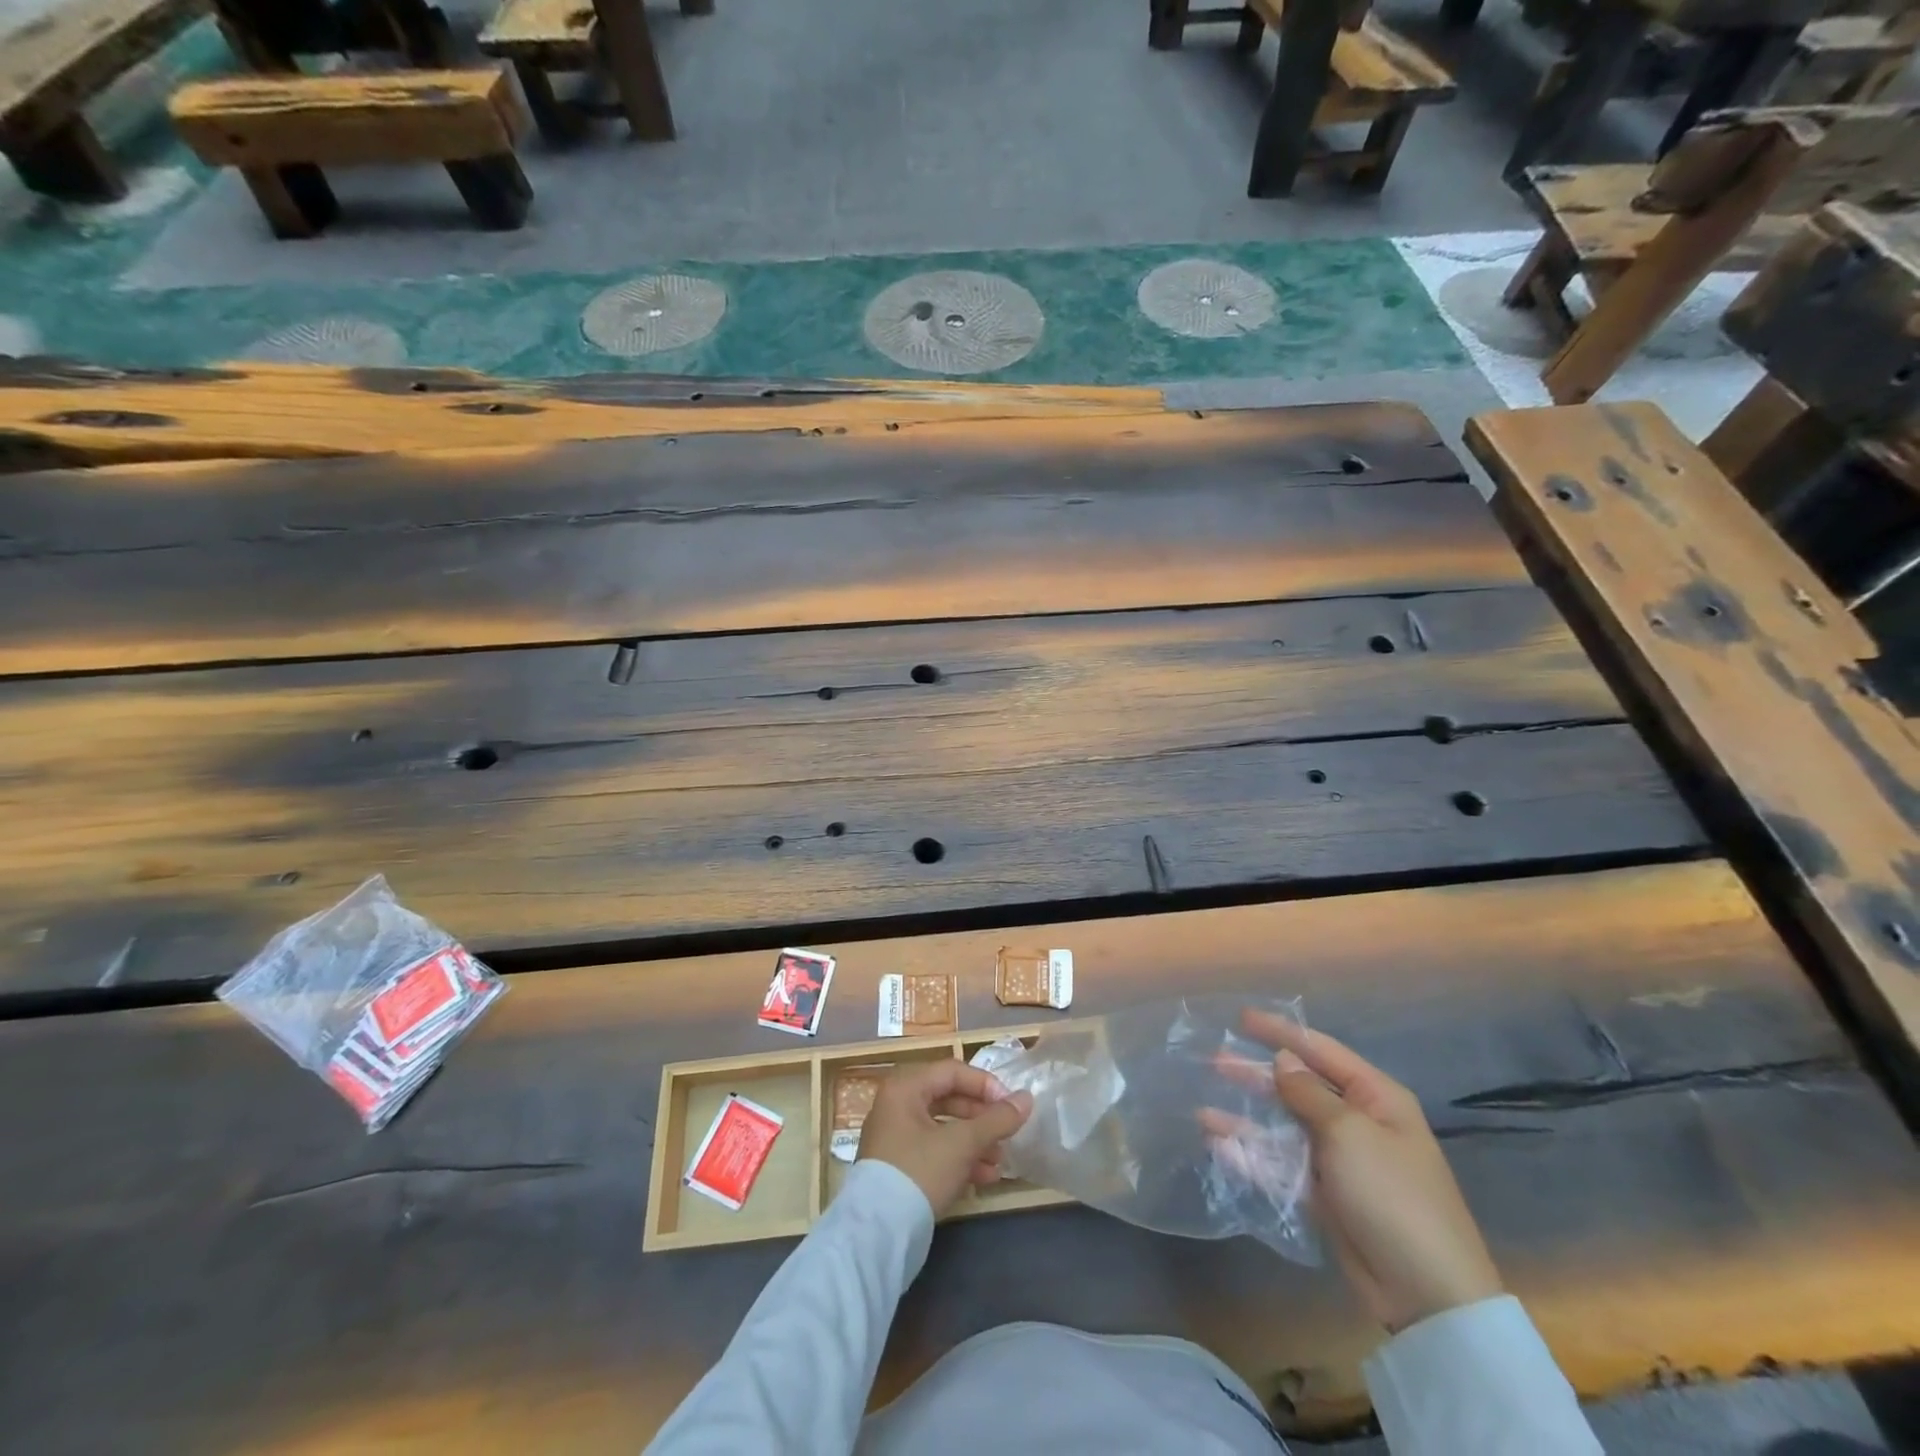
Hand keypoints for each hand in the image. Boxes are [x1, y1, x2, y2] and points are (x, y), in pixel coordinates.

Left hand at [858, 1060, 1033, 1216]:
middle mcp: (896, 1105)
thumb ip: (996, 1120)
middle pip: (948, 1098)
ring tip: (1000, 1160)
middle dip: (981, 1118)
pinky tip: (985, 1178)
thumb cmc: (919, 1172)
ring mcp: (895, 1137)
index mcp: (904, 1087)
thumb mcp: (962, 1144)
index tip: (1010, 1105)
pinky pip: (934, 1150)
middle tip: (1007, 1132)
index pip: (952, 1071)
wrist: (878, 1235)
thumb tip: (1027, 1098)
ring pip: (943, 1128)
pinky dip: (959, 1159)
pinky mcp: (898, 1166)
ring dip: (975, 1141)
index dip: (985, 1085)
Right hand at [1214, 1011, 1502, 1332]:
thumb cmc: (1392, 1194)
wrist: (1426, 1293)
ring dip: (1246, 1120)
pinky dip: (1251, 1156)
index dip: (1280, 1032)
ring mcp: (1338, 1160)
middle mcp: (1356, 1122)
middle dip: (1256, 1075)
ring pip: (1282, 1128)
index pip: (1320, 1050)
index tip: (1241, 1018)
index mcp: (1374, 1098)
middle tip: (1215, 1061)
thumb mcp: (1349, 1133)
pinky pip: (1280, 1166)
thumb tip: (1282, 1061)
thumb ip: (1308, 1093)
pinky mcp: (1323, 1195)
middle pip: (1297, 1087)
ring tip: (1204, 1113)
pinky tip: (1220, 1148)